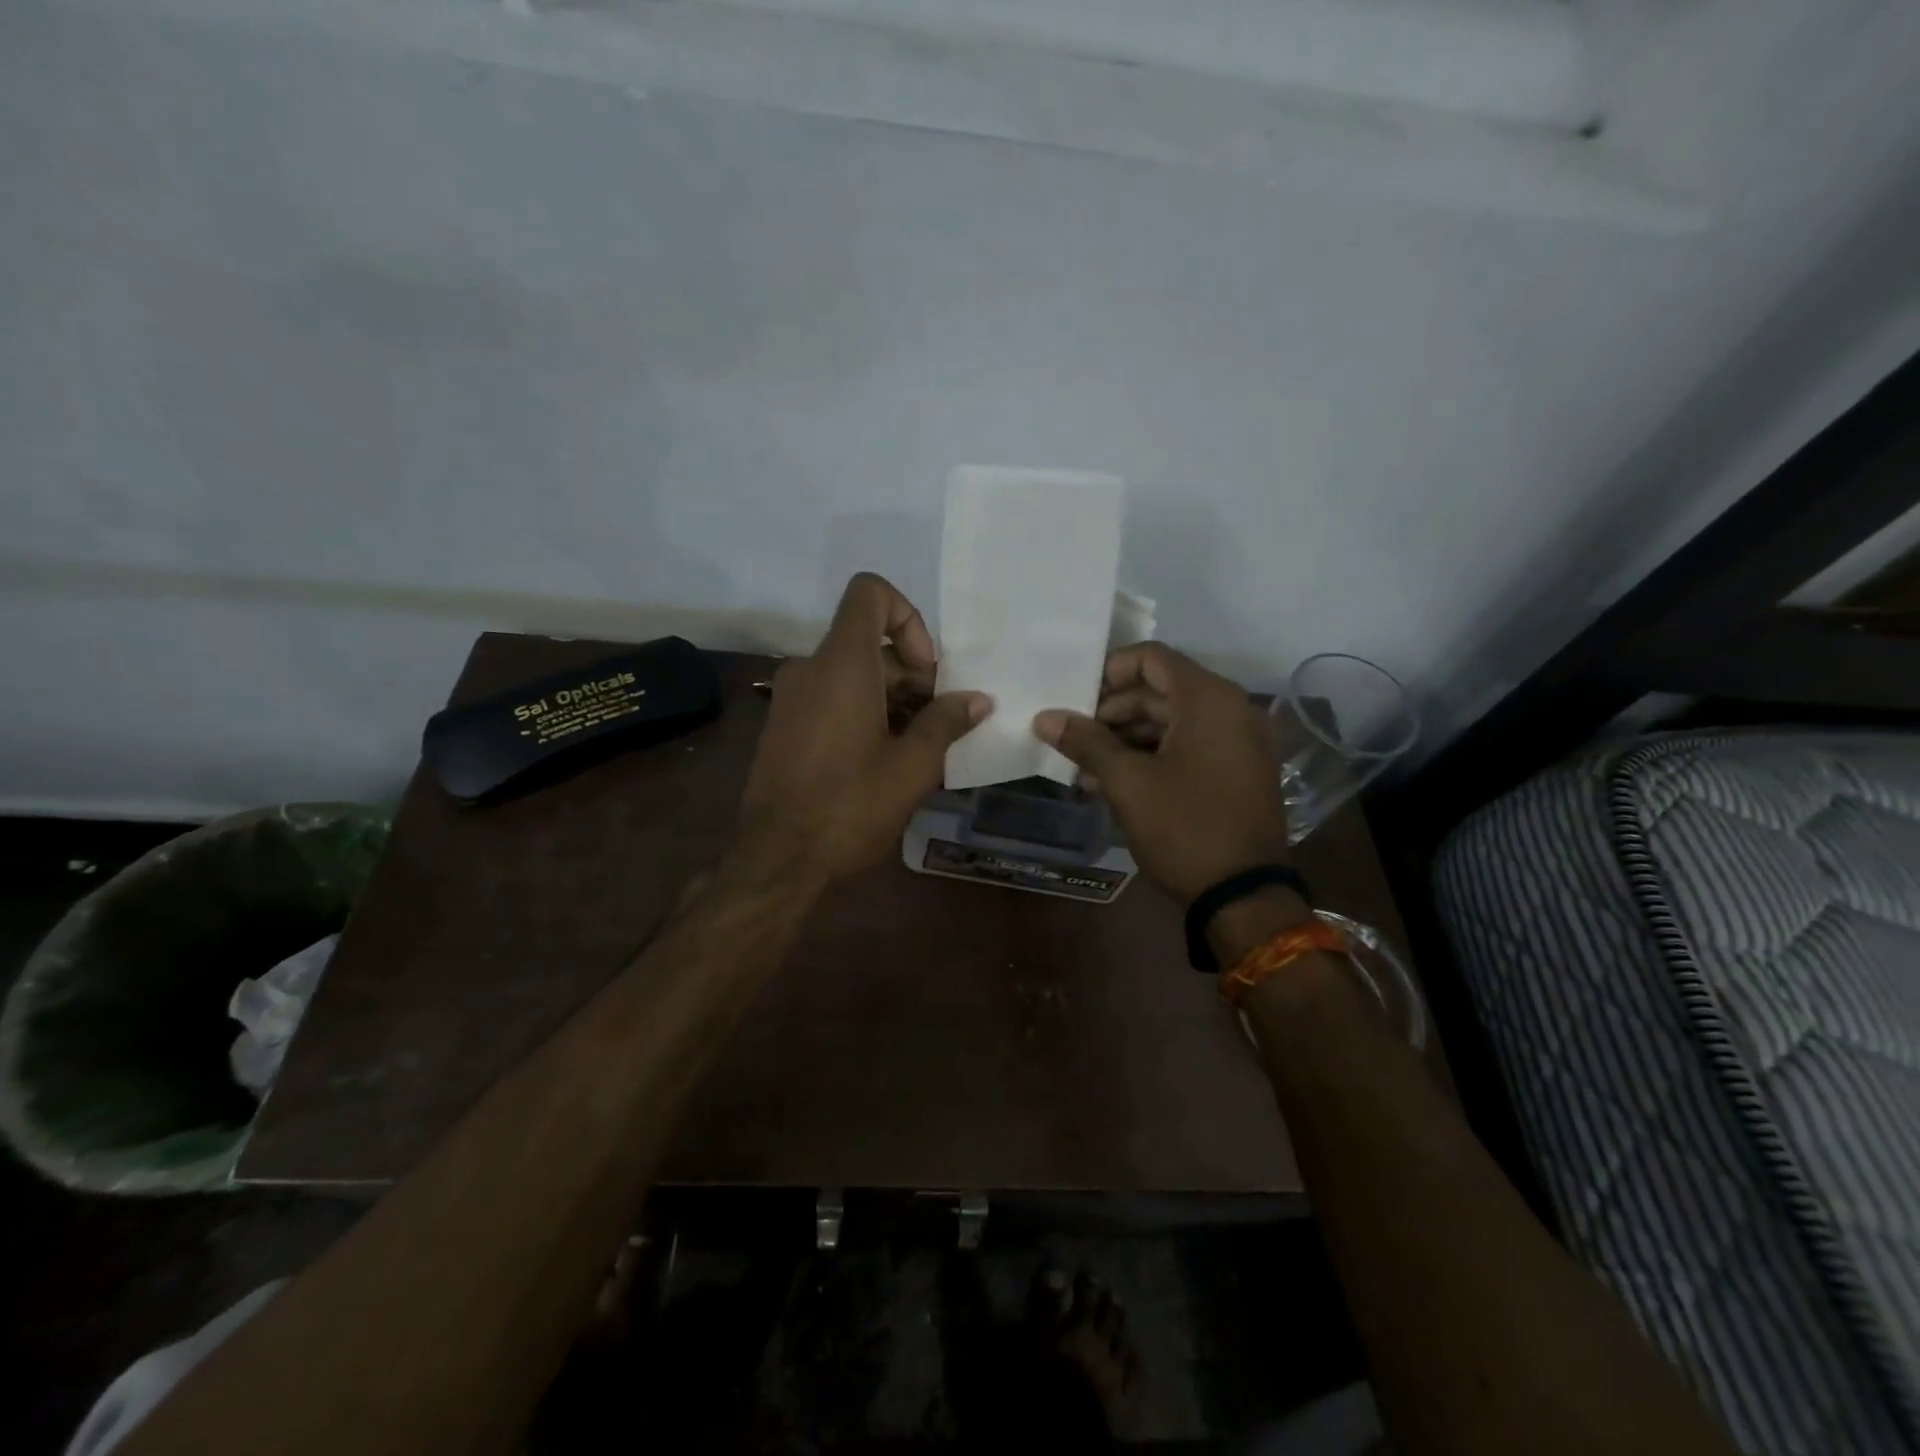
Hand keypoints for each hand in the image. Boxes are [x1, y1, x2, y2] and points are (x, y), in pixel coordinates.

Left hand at [740, 573, 991, 880]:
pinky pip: (831, 697)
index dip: (908, 618)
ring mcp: (792, 697)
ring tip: (919, 747)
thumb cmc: (849, 806)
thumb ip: (946, 723)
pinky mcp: (785, 724)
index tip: (926, 671)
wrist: (777, 858)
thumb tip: (978, 701)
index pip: (870, 593)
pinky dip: (863, 711)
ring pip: (852, 673)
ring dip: (892, 698)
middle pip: (869, 642)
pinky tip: (886, 759)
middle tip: (938, 723)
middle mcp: (811, 668)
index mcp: (842, 664)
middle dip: (911, 674)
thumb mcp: (912, 767)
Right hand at [1033, 643, 1288, 906]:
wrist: (1244, 896)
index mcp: (1209, 699)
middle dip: (1111, 713)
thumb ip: (1085, 742)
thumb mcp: (1127, 782)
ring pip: (1171, 722)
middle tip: (1073, 739)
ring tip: (1086, 769)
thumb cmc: (1183, 827)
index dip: (1108, 672)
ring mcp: (1238, 742)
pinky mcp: (1237, 771)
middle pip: (1159, 691)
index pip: (1151, 658)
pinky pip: (1188, 747)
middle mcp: (1231, 709)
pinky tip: (1115, 783)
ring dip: (1126, 739)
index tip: (1076, 700)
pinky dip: (1152, 756)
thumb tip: (1044, 717)